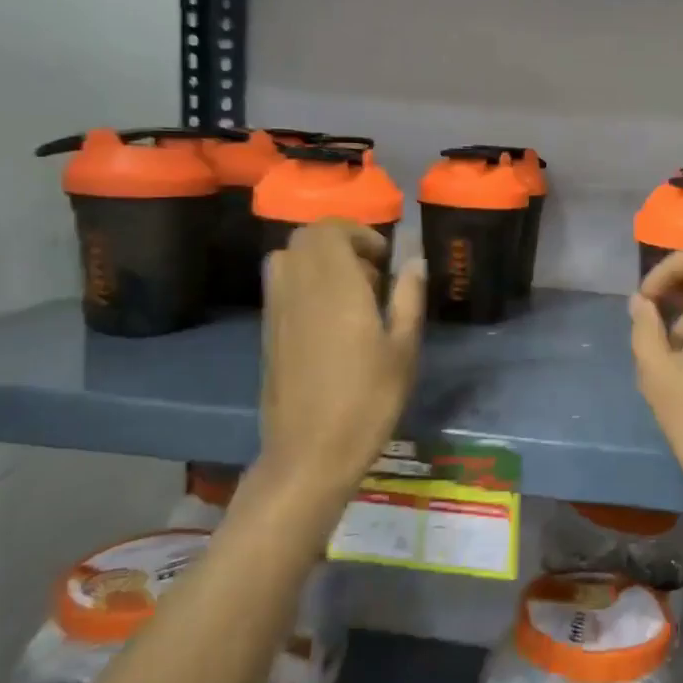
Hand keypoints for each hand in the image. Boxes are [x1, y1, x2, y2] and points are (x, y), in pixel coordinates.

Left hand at [248, 221, 425, 528]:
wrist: (310, 452)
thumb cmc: (368, 400)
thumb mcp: (404, 349)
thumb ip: (408, 298)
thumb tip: (414, 261)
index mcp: (333, 286)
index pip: (328, 230)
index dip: (358, 233)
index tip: (385, 259)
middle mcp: (298, 288)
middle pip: (305, 239)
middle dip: (340, 243)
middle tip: (372, 274)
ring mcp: (277, 311)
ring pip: (288, 260)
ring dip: (319, 263)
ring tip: (351, 294)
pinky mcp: (268, 333)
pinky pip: (282, 287)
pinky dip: (305, 285)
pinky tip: (331, 321)